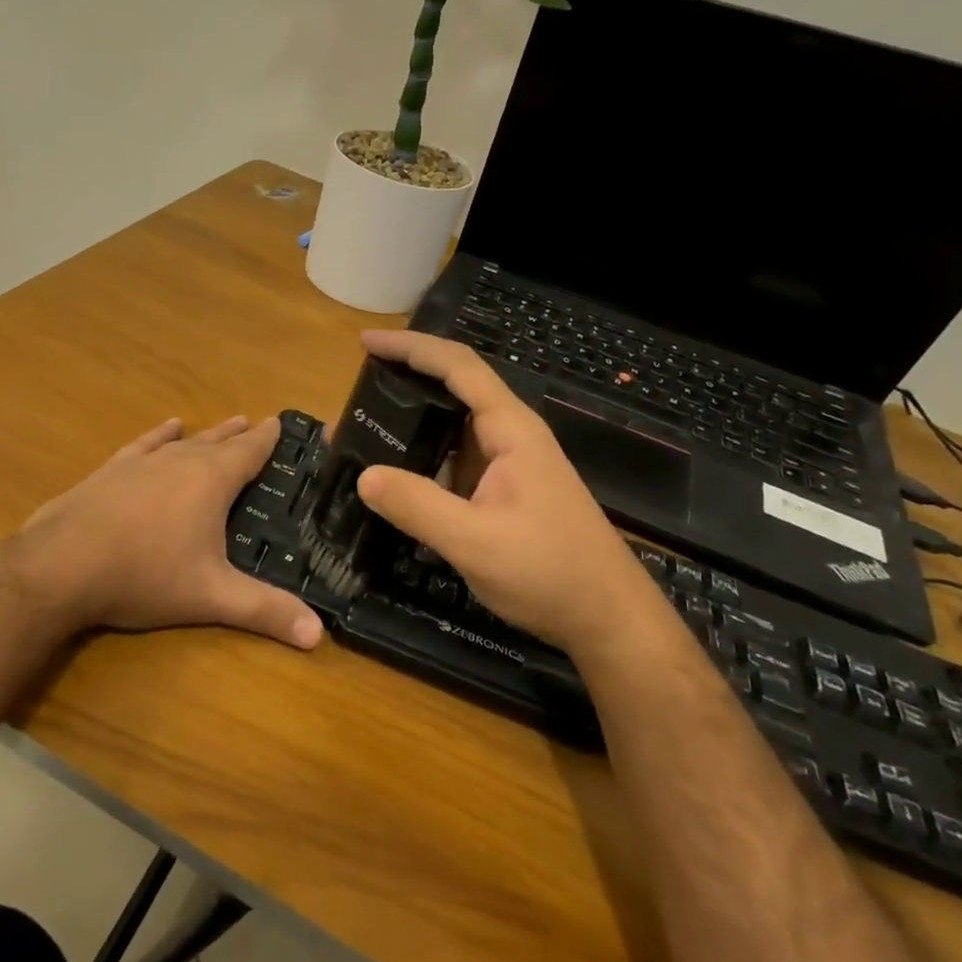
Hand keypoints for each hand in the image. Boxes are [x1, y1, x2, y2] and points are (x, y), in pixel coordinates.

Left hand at [16, 415, 323, 649]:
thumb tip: (317, 635)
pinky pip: (144, 445)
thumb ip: (264, 611)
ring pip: (183, 441)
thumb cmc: (145, 576)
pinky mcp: (110, 471)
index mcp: (211, 481)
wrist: (61, 566)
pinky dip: (160, 435)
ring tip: (223, 423)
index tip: (281, 423)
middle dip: (240, 435)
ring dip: (206, 434)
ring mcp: (141, 463)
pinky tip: (166, 428)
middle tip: (256, 423)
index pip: (249, 452)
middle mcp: (179, 460)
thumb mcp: (211, 597)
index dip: (267, 439)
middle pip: (218, 442)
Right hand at [353, 329, 650, 649]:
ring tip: (360, 430)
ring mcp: (508, 466)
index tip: (365, 342)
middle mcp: (510, 437)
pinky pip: (454, 461)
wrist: (607, 618)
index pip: (457, 367)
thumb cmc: (550, 572)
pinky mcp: (504, 493)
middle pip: (453, 389)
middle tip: (353, 392)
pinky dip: (421, 458)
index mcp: (510, 430)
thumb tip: (364, 475)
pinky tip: (394, 475)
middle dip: (403, 381)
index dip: (411, 347)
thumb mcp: (475, 542)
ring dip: (409, 423)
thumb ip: (418, 506)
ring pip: (452, 429)